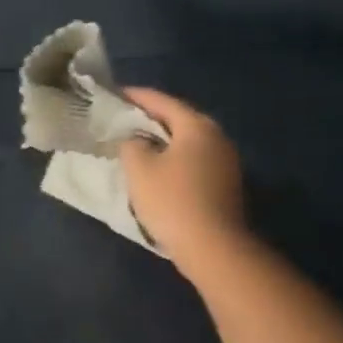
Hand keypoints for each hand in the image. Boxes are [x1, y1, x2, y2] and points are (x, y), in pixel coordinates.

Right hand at [118, 88, 248, 265]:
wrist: (213, 248)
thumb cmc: (172, 201)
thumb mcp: (139, 168)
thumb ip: (131, 144)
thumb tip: (136, 140)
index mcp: (197, 125)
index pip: (162, 101)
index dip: (136, 96)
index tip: (115, 94)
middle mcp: (217, 136)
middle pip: (179, 119)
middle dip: (151, 118)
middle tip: (124, 119)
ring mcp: (226, 161)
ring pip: (188, 141)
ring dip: (164, 140)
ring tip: (138, 144)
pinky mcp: (227, 184)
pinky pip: (196, 160)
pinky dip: (176, 159)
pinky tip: (159, 170)